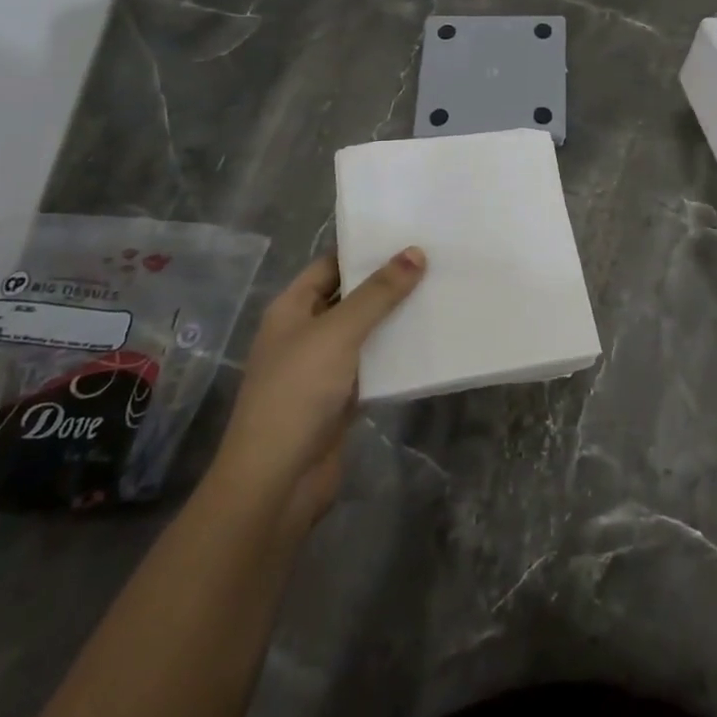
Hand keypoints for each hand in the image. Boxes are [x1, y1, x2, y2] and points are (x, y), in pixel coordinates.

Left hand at [207, 247, 425, 537]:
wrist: (276, 481)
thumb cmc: (297, 393)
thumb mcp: (339, 333)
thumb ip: (378, 294)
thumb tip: (416, 252)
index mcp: (291, 309)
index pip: (330, 265)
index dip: (364, 250)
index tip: (408, 235)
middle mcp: (305, 333)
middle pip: (350, 298)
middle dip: (387, 283)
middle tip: (435, 261)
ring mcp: (322, 368)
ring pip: (364, 333)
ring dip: (395, 320)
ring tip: (440, 294)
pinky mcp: (341, 400)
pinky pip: (373, 366)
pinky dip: (395, 356)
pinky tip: (429, 342)